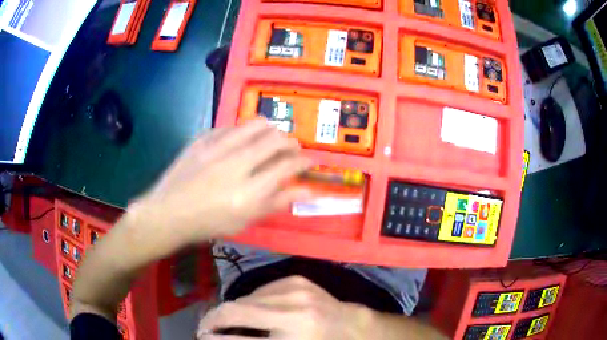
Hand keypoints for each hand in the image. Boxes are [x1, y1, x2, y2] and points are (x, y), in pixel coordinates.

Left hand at [128, 120, 311, 248]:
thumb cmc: (210, 222)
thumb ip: (278, 202)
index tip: (308, 161)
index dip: (304, 161)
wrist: (169, 212)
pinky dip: (243, 131)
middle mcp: (236, 164)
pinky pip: (231, 125)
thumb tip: (309, 190)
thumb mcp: (247, 219)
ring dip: (270, 130)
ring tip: (270, 139)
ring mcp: (216, 147)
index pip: (288, 166)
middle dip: (291, 143)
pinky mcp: (202, 138)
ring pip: (256, 124)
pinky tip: (241, 139)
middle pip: (275, 140)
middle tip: (290, 150)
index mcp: (249, 192)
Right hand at [197, 276, 372, 339]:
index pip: (242, 339)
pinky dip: (250, 301)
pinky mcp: (296, 279)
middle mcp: (294, 311)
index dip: (214, 338)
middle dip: (213, 320)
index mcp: (294, 337)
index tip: (201, 337)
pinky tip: (253, 311)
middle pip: (235, 310)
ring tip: (227, 321)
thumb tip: (219, 339)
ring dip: (231, 311)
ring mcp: (296, 290)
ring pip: (244, 298)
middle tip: (205, 328)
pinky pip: (259, 289)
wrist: (349, 325)